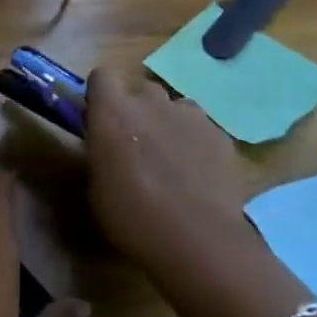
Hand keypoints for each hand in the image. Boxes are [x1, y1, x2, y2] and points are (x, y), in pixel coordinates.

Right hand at [85, 65, 257, 264]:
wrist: (198, 240)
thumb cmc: (133, 218)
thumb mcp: (96, 190)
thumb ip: (100, 155)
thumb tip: (106, 148)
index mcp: (113, 112)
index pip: (101, 76)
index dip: (100, 94)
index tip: (101, 117)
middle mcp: (151, 102)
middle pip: (142, 90)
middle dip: (138, 110)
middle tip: (137, 143)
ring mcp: (190, 115)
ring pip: (175, 107)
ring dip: (169, 123)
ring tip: (172, 159)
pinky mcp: (220, 134)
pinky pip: (202, 129)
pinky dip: (197, 143)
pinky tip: (199, 174)